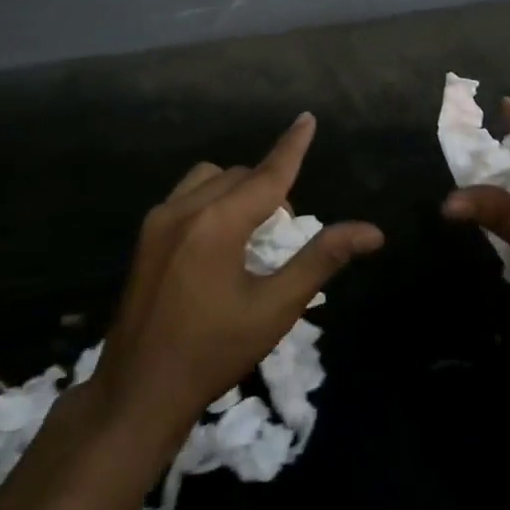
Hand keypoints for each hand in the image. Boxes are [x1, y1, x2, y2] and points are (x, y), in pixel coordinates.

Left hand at [92, 113, 382, 442]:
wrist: (139, 392)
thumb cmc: (213, 352)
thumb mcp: (275, 309)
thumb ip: (321, 260)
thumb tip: (371, 232)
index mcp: (217, 224)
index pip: (268, 174)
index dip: (292, 147)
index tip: (308, 118)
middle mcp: (184, 210)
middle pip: (241, 176)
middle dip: (270, 189)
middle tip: (285, 235)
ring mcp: (158, 221)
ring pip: (210, 179)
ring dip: (239, 190)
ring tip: (252, 234)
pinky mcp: (146, 237)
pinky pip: (188, 195)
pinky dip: (213, 200)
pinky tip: (219, 241)